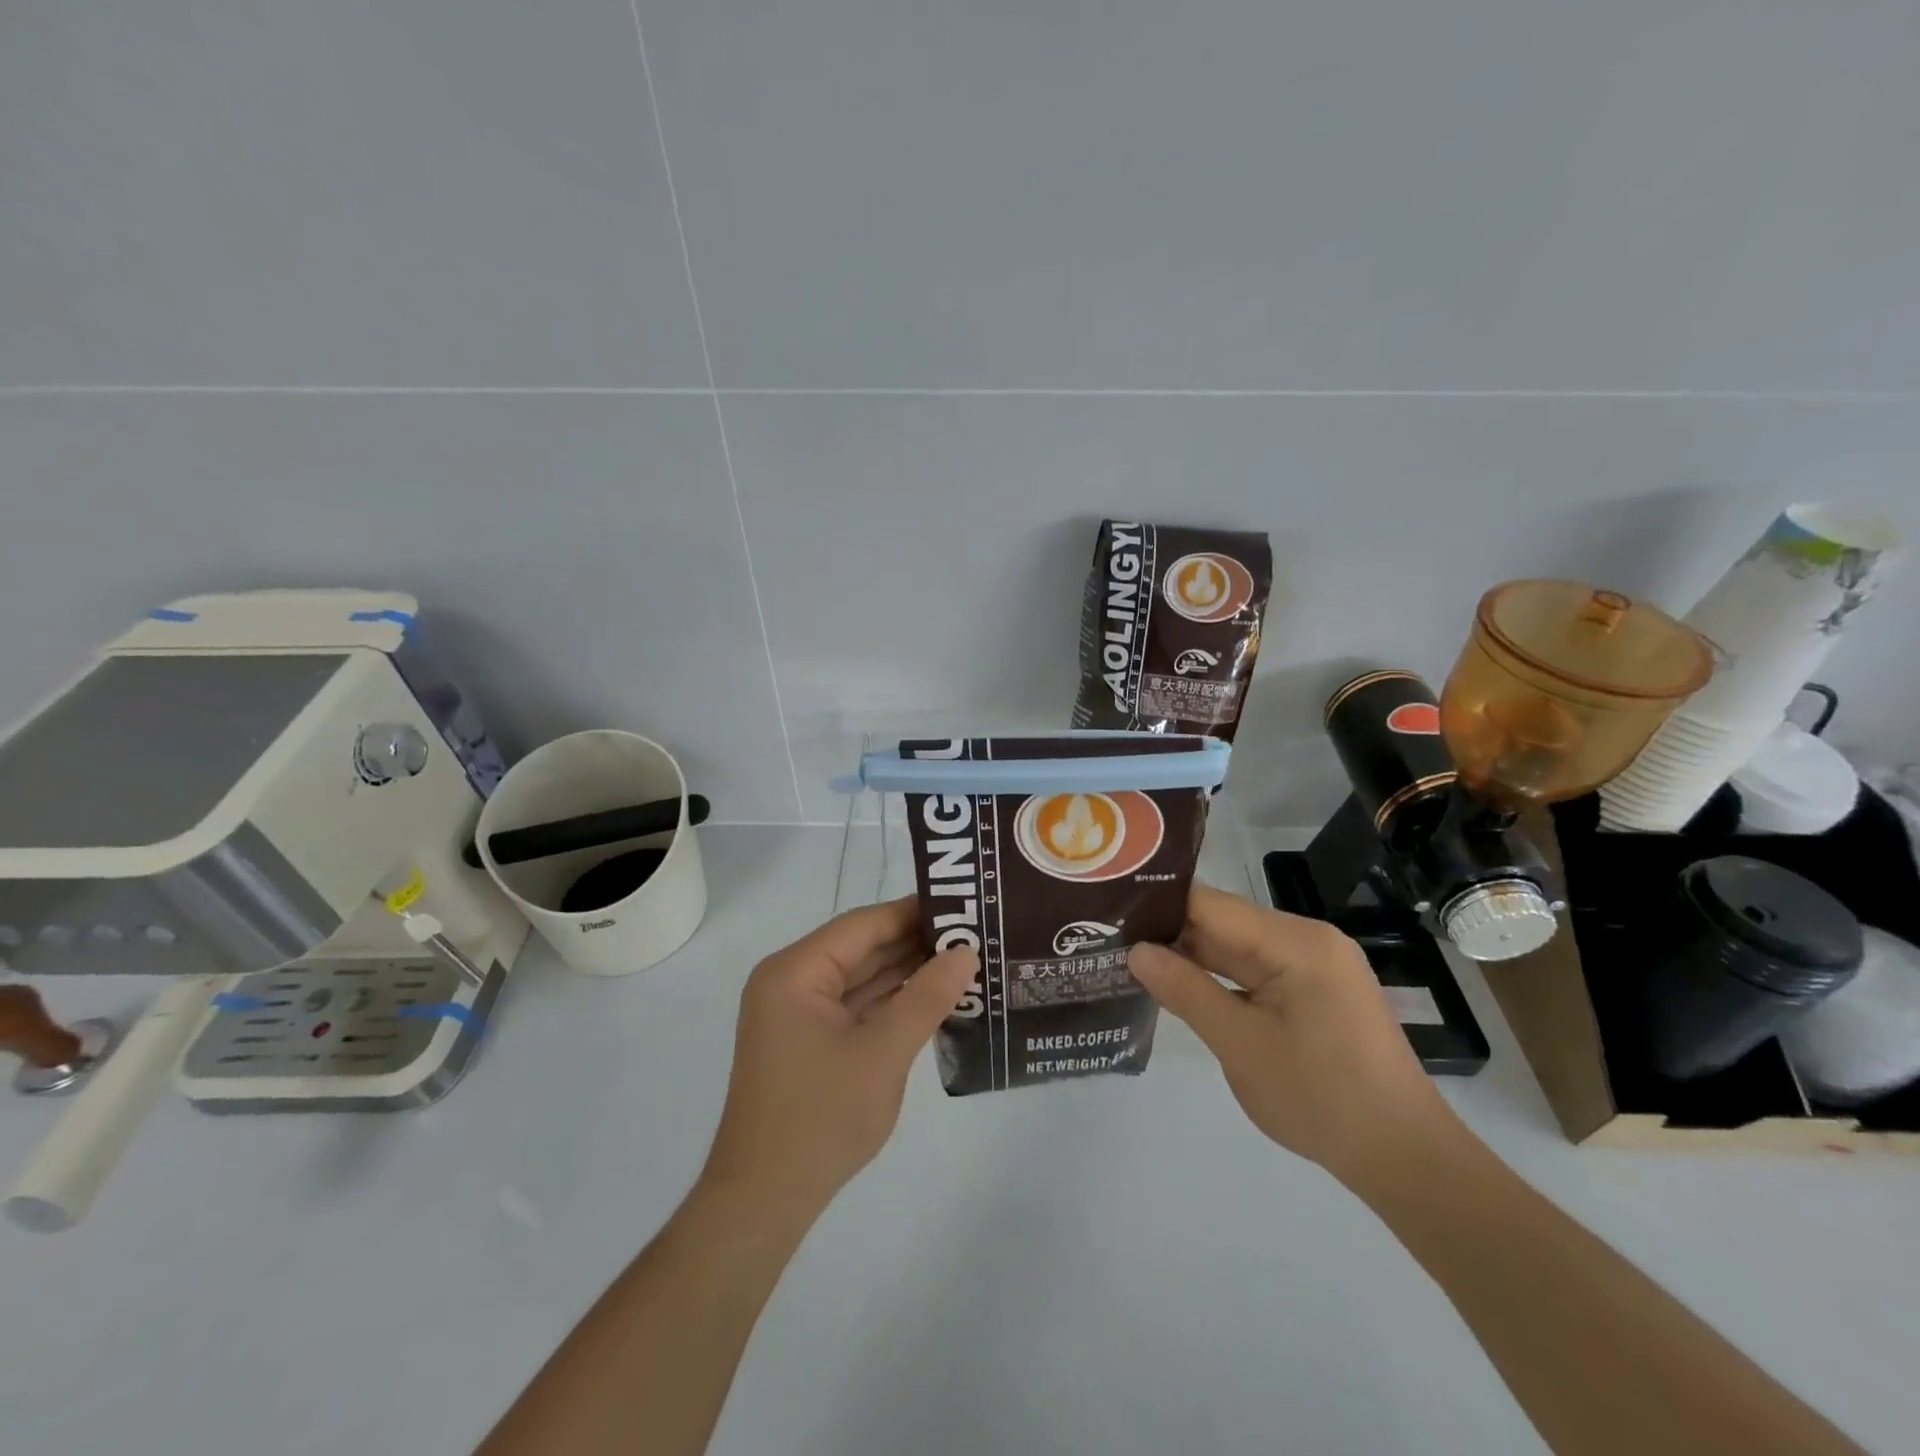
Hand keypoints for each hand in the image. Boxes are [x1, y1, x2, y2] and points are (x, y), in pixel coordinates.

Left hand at [699, 897, 978, 1218]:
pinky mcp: (810, 1041)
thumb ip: (926, 998)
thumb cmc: (820, 1118)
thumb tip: (966, 953)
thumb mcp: (883, 1053)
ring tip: (964, 960)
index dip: (913, 912)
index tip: (963, 905)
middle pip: (862, 948)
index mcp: (795, 972)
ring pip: (862, 978)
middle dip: (915, 944)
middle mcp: (792, 982)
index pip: (863, 925)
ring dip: (907, 973)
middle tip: (973, 934)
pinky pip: (856, 1006)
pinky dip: (892, 1002)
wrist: (765, 1201)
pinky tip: (934, 997)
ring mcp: (799, 1013)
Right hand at [1128, 884, 1458, 1184]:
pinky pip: (1257, 971)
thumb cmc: (1321, 1098)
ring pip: (1238, 949)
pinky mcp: (1316, 992)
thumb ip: (1185, 991)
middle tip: (1111, 939)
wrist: (1405, 1158)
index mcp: (1296, 942)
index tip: (1111, 909)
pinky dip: (1221, 979)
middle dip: (1171, 933)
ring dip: (1193, 958)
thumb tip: (1135, 951)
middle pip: (1224, 923)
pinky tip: (1182, 986)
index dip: (1159, 904)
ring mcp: (1316, 966)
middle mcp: (1308, 940)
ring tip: (1133, 959)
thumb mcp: (1241, 1045)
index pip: (1211, 904)